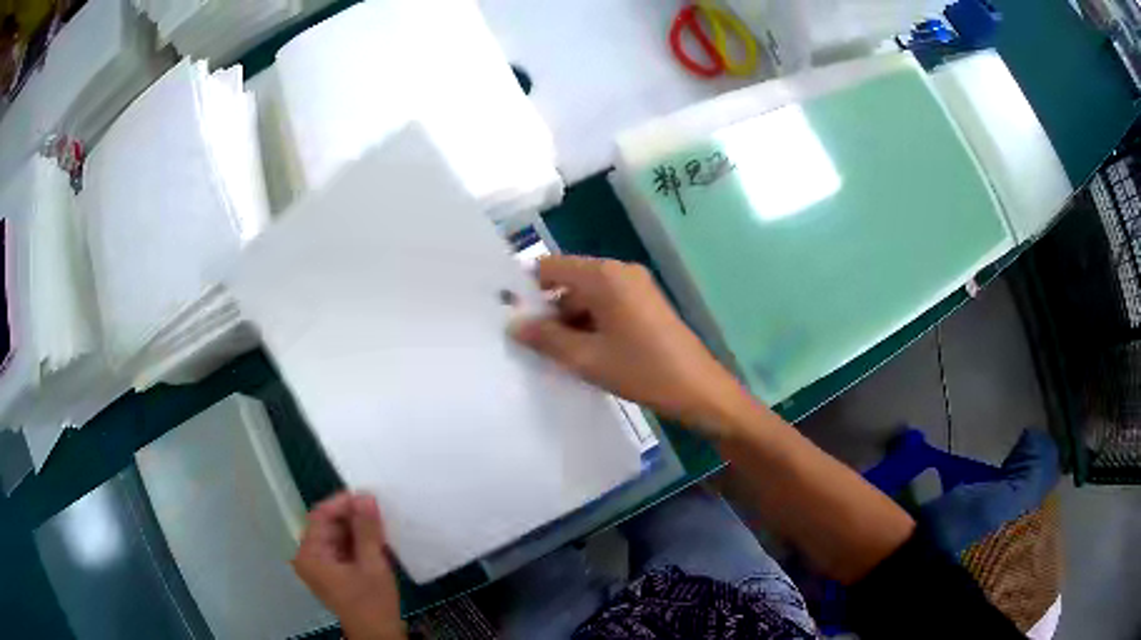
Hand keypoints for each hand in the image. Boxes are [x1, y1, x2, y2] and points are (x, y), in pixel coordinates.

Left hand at [293, 493, 404, 639]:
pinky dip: (357, 541)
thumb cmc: (372, 603)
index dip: (343, 503)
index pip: (320, 516)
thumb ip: (367, 530)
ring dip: (356, 528)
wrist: (378, 635)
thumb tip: (365, 497)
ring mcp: (320, 565)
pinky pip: (341, 547)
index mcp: (310, 554)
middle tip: (378, 509)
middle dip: (352, 515)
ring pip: (336, 534)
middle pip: (327, 524)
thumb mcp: (372, 565)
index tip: (368, 496)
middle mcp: (309, 556)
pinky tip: (375, 538)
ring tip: (380, 522)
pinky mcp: (332, 572)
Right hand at [510, 256, 753, 435]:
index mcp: (603, 275)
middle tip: (529, 345)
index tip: (510, 318)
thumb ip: (545, 338)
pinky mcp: (646, 303)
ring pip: (587, 296)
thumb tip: (513, 324)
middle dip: (548, 311)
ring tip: (554, 356)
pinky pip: (607, 306)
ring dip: (569, 321)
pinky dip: (590, 324)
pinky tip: (583, 354)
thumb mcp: (586, 358)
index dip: (527, 290)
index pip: (550, 267)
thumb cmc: (642, 370)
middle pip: (569, 282)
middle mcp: (619, 271)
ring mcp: (636, 286)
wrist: (699, 389)